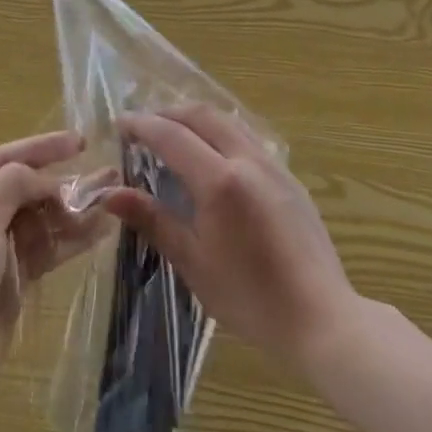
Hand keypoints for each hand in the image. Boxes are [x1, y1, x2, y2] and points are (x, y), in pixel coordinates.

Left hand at [0, 130, 105, 412]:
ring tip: (114, 198)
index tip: (80, 141)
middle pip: (26, 189)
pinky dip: (73, 239)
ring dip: (75, 210)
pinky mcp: (13, 277)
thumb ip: (14, 184)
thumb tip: (49, 179)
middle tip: (108, 175)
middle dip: (64, 183)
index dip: (42, 148)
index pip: (3, 158)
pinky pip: (47, 248)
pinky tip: (103, 228)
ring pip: (41, 218)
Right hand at [103, 106, 359, 373]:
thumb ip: (153, 220)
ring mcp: (274, 166)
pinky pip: (248, 138)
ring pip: (229, 122)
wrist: (320, 318)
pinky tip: (213, 157)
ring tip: (173, 134)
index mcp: (220, 181)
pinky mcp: (291, 179)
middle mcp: (248, 161)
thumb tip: (110, 195)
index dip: (142, 126)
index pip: (172, 136)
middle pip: (203, 116)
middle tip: (142, 125)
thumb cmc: (249, 297)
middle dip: (168, 113)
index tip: (119, 125)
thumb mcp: (192, 261)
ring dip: (196, 119)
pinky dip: (221, 133)